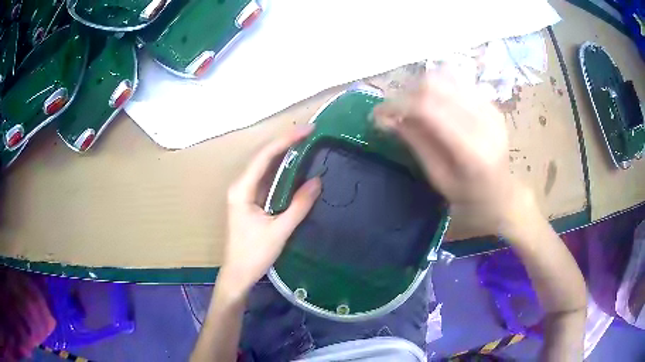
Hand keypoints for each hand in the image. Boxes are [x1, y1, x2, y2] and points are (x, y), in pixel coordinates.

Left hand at [218, 126, 321, 297]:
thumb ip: (298, 206)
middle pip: (263, 157)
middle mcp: (240, 186)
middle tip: (310, 132)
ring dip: (284, 153)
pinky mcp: (250, 200)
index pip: (264, 157)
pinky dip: (281, 170)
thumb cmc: (254, 254)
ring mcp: (244, 192)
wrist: (238, 273)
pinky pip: (266, 179)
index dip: (286, 140)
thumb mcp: (279, 231)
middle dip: (286, 142)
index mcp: (242, 190)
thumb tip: (317, 181)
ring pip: (265, 166)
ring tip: (305, 142)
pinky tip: (295, 164)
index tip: (307, 130)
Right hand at [373, 70, 532, 235]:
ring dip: (420, 88)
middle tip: (395, 112)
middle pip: (435, 86)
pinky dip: (437, 88)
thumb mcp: (438, 177)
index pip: (428, 108)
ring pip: (444, 77)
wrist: (502, 192)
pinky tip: (433, 104)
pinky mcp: (490, 102)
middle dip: (406, 94)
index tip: (377, 114)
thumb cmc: (468, 195)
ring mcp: (490, 107)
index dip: (397, 105)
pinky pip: (456, 82)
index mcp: (472, 148)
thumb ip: (415, 143)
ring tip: (412, 107)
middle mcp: (484, 120)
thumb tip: (386, 118)